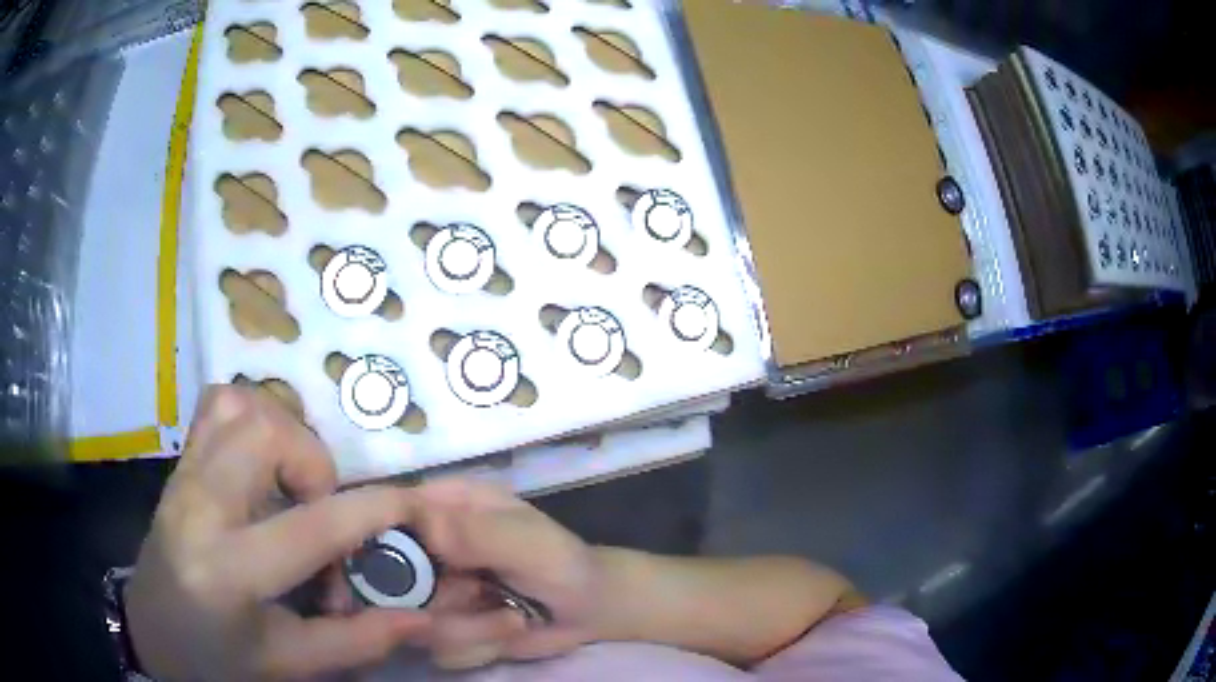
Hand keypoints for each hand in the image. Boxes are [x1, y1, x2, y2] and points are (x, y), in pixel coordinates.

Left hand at [125, 386, 430, 680]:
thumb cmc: (220, 661)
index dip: (372, 511)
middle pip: (264, 432)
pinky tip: (261, 463)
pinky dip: (251, 416)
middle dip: (312, 463)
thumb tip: (422, 617)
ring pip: (239, 405)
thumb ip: (357, 641)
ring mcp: (183, 476)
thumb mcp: (290, 662)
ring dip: (282, 434)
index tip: (412, 504)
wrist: (153, 635)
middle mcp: (199, 507)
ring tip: (291, 485)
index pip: (311, 527)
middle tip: (319, 510)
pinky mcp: (179, 464)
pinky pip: (216, 406)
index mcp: (228, 570)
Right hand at [406, 481, 606, 669]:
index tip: (412, 566)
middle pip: (388, 579)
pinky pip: (440, 649)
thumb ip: (482, 534)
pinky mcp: (445, 628)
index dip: (384, 540)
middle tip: (480, 596)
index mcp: (444, 507)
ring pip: (415, 623)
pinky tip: (508, 632)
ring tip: (512, 618)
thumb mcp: (530, 543)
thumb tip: (425, 526)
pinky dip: (479, 647)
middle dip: (439, 602)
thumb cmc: (563, 563)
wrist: (588, 609)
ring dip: (472, 631)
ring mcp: (432, 592)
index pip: (386, 514)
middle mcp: (427, 547)